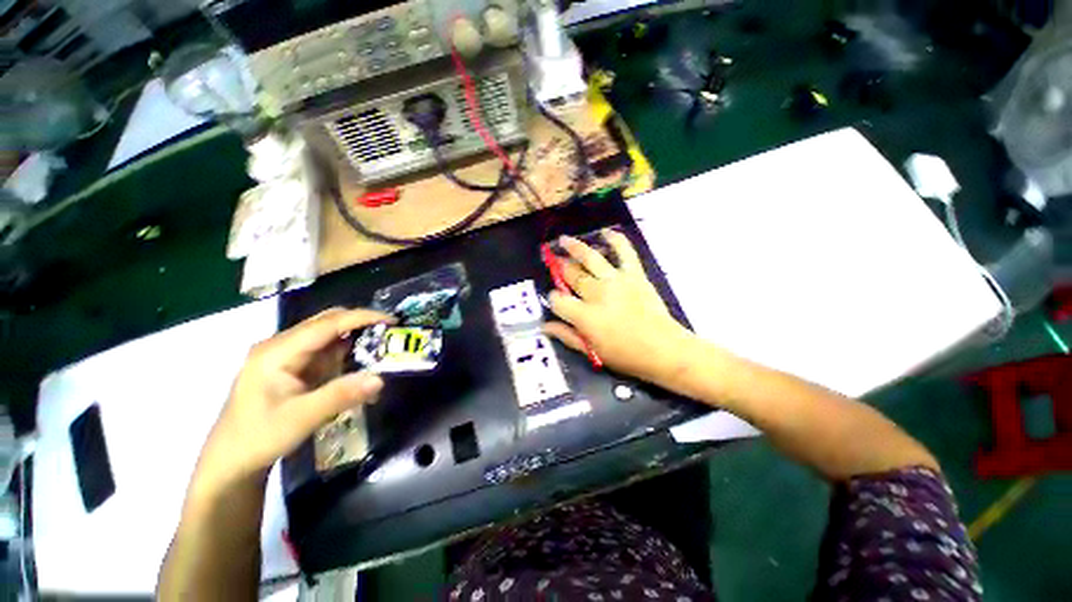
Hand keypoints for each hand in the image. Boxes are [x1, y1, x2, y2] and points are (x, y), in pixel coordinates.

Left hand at [194, 308, 392, 492]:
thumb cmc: (258, 438)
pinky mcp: (294, 366)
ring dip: (357, 339)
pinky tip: (362, 365)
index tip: (392, 321)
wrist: (231, 461)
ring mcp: (287, 355)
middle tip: (392, 333)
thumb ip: (340, 396)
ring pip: (330, 336)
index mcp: (277, 351)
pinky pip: (327, 352)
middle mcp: (282, 345)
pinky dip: (348, 355)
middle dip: (362, 324)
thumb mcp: (300, 419)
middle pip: (328, 323)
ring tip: (384, 347)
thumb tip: (380, 378)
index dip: (362, 318)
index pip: (327, 323)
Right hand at [545, 231, 693, 386]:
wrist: (664, 349)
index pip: (559, 301)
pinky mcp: (634, 274)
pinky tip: (606, 232)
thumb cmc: (626, 355)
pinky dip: (616, 240)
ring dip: (576, 247)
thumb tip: (545, 326)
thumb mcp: (593, 352)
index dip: (553, 299)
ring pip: (591, 259)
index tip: (555, 299)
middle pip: (572, 275)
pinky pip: (624, 252)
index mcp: (585, 316)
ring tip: (565, 239)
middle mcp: (597, 293)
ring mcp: (616, 281)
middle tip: (553, 260)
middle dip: (561, 268)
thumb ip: (568, 336)